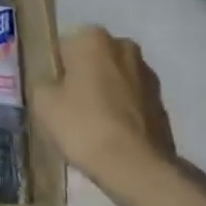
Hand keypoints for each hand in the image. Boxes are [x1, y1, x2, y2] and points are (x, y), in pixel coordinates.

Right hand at [29, 26, 175, 193]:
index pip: (63, 48)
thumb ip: (43, 83)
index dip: (55, 72)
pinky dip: (123, 112)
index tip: (52, 96)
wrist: (135, 167)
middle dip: (83, 77)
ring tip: (92, 126)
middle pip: (92, 60)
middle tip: (69, 109)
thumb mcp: (42, 103)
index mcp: (93, 38)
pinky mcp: (162, 102)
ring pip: (114, 79)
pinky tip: (113, 136)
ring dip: (105, 94)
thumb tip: (53, 85)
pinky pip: (132, 101)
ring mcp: (148, 74)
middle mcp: (124, 47)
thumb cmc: (83, 125)